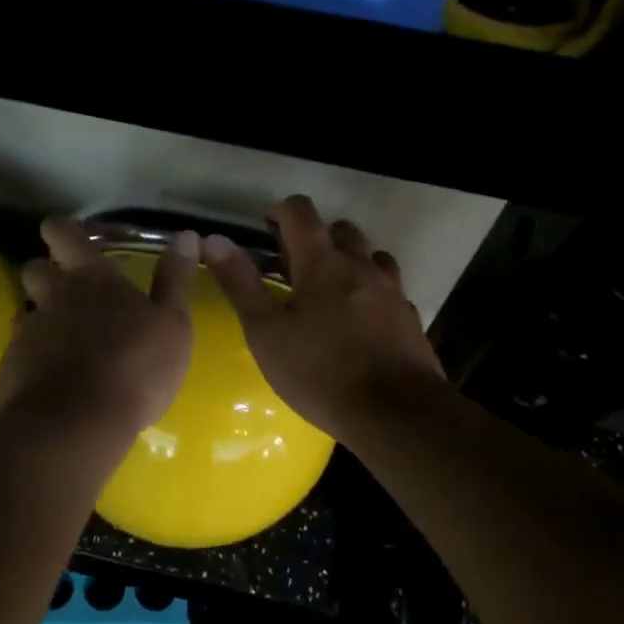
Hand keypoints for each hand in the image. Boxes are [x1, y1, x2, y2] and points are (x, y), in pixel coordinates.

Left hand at [0, 217, 198, 441]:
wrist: (75, 424)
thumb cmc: (134, 367)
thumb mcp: (172, 324)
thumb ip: (175, 279)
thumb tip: (185, 235)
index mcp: (91, 278)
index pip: (63, 233)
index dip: (62, 230)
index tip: (67, 235)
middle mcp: (53, 296)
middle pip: (34, 268)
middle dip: (47, 272)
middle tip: (69, 289)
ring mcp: (28, 332)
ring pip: (26, 309)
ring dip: (41, 314)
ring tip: (64, 335)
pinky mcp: (12, 366)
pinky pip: (21, 348)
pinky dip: (35, 354)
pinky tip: (54, 374)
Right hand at [204, 195, 444, 441]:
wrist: (396, 412)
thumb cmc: (320, 371)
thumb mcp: (266, 331)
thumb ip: (240, 283)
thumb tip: (214, 240)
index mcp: (322, 262)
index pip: (301, 213)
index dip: (280, 211)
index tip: (265, 225)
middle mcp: (361, 265)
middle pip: (340, 230)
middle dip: (315, 236)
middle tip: (292, 264)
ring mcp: (392, 291)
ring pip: (371, 256)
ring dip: (349, 260)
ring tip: (329, 289)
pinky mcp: (410, 318)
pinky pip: (389, 290)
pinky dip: (371, 291)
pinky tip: (361, 320)